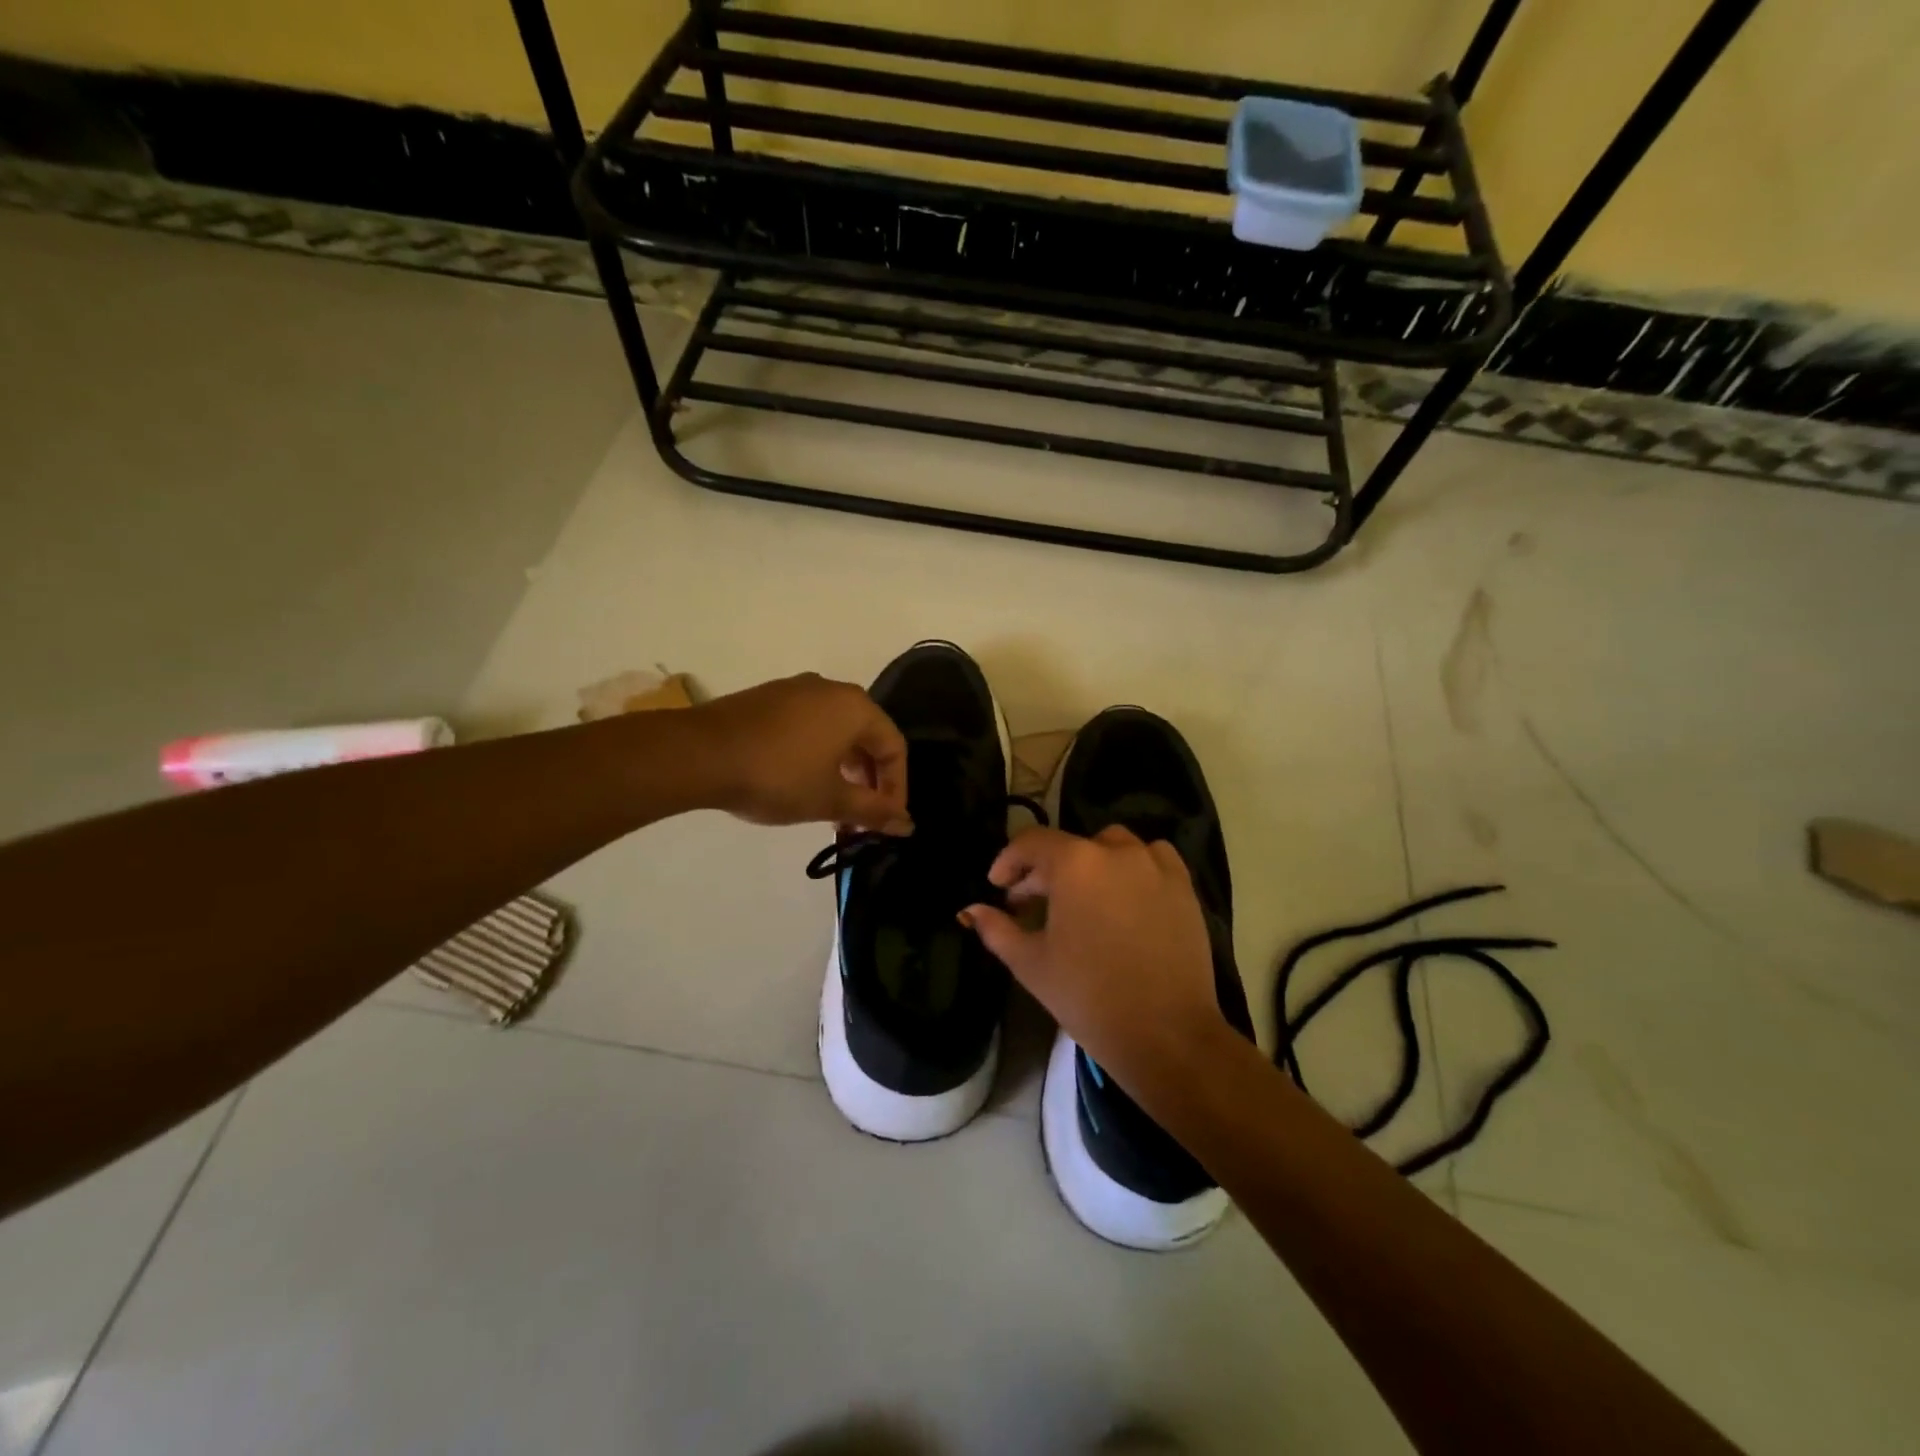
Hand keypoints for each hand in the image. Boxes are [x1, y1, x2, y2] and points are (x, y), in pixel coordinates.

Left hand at [692, 673, 910, 832]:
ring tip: (831, 806)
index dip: (896, 788)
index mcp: (855, 707)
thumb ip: (872, 811)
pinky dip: (816, 755)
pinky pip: (808, 726)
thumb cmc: (777, 776)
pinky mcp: (767, 699)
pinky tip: (800, 782)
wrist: (700, 754)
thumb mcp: (830, 800)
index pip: (893, 747)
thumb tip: (908, 825)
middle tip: (860, 817)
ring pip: (836, 732)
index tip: (886, 821)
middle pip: (866, 737)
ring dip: (842, 770)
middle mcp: (831, 689)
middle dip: (868, 781)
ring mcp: (796, 690)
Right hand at [960, 825, 1227, 1085]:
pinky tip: (1125, 895)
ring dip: (1089, 863)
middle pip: (1070, 846)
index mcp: (1075, 863)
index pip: (1031, 843)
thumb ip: (997, 929)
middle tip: (1031, 904)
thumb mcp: (1030, 963)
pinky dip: (1133, 867)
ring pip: (1112, 846)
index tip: (998, 887)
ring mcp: (1155, 866)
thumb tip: (971, 910)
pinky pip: (1153, 859)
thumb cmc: (1088, 996)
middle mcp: (1116, 851)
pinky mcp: (1184, 886)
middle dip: (1044, 871)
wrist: (1165, 1033)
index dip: (1008, 861)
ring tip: (1081, 897)